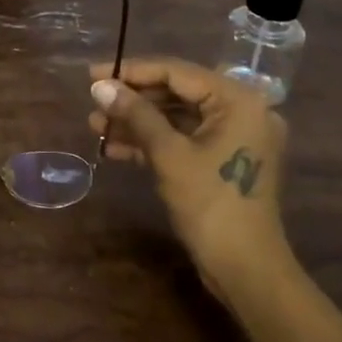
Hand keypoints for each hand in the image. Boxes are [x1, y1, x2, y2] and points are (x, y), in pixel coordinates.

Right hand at [88, 57, 292, 286]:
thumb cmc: (211, 204)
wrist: (246, 270)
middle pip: (177, 94)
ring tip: (96, 128)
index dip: (132, 72)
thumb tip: (100, 86)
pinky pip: (185, 140)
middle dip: (132, 101)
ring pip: (177, 119)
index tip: (94, 74)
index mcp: (238, 100)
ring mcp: (235, 138)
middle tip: (94, 105)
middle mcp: (242, 111)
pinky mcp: (224, 161)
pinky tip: (115, 150)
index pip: (177, 72)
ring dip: (138, 123)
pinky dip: (153, 143)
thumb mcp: (169, 155)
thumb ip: (136, 115)